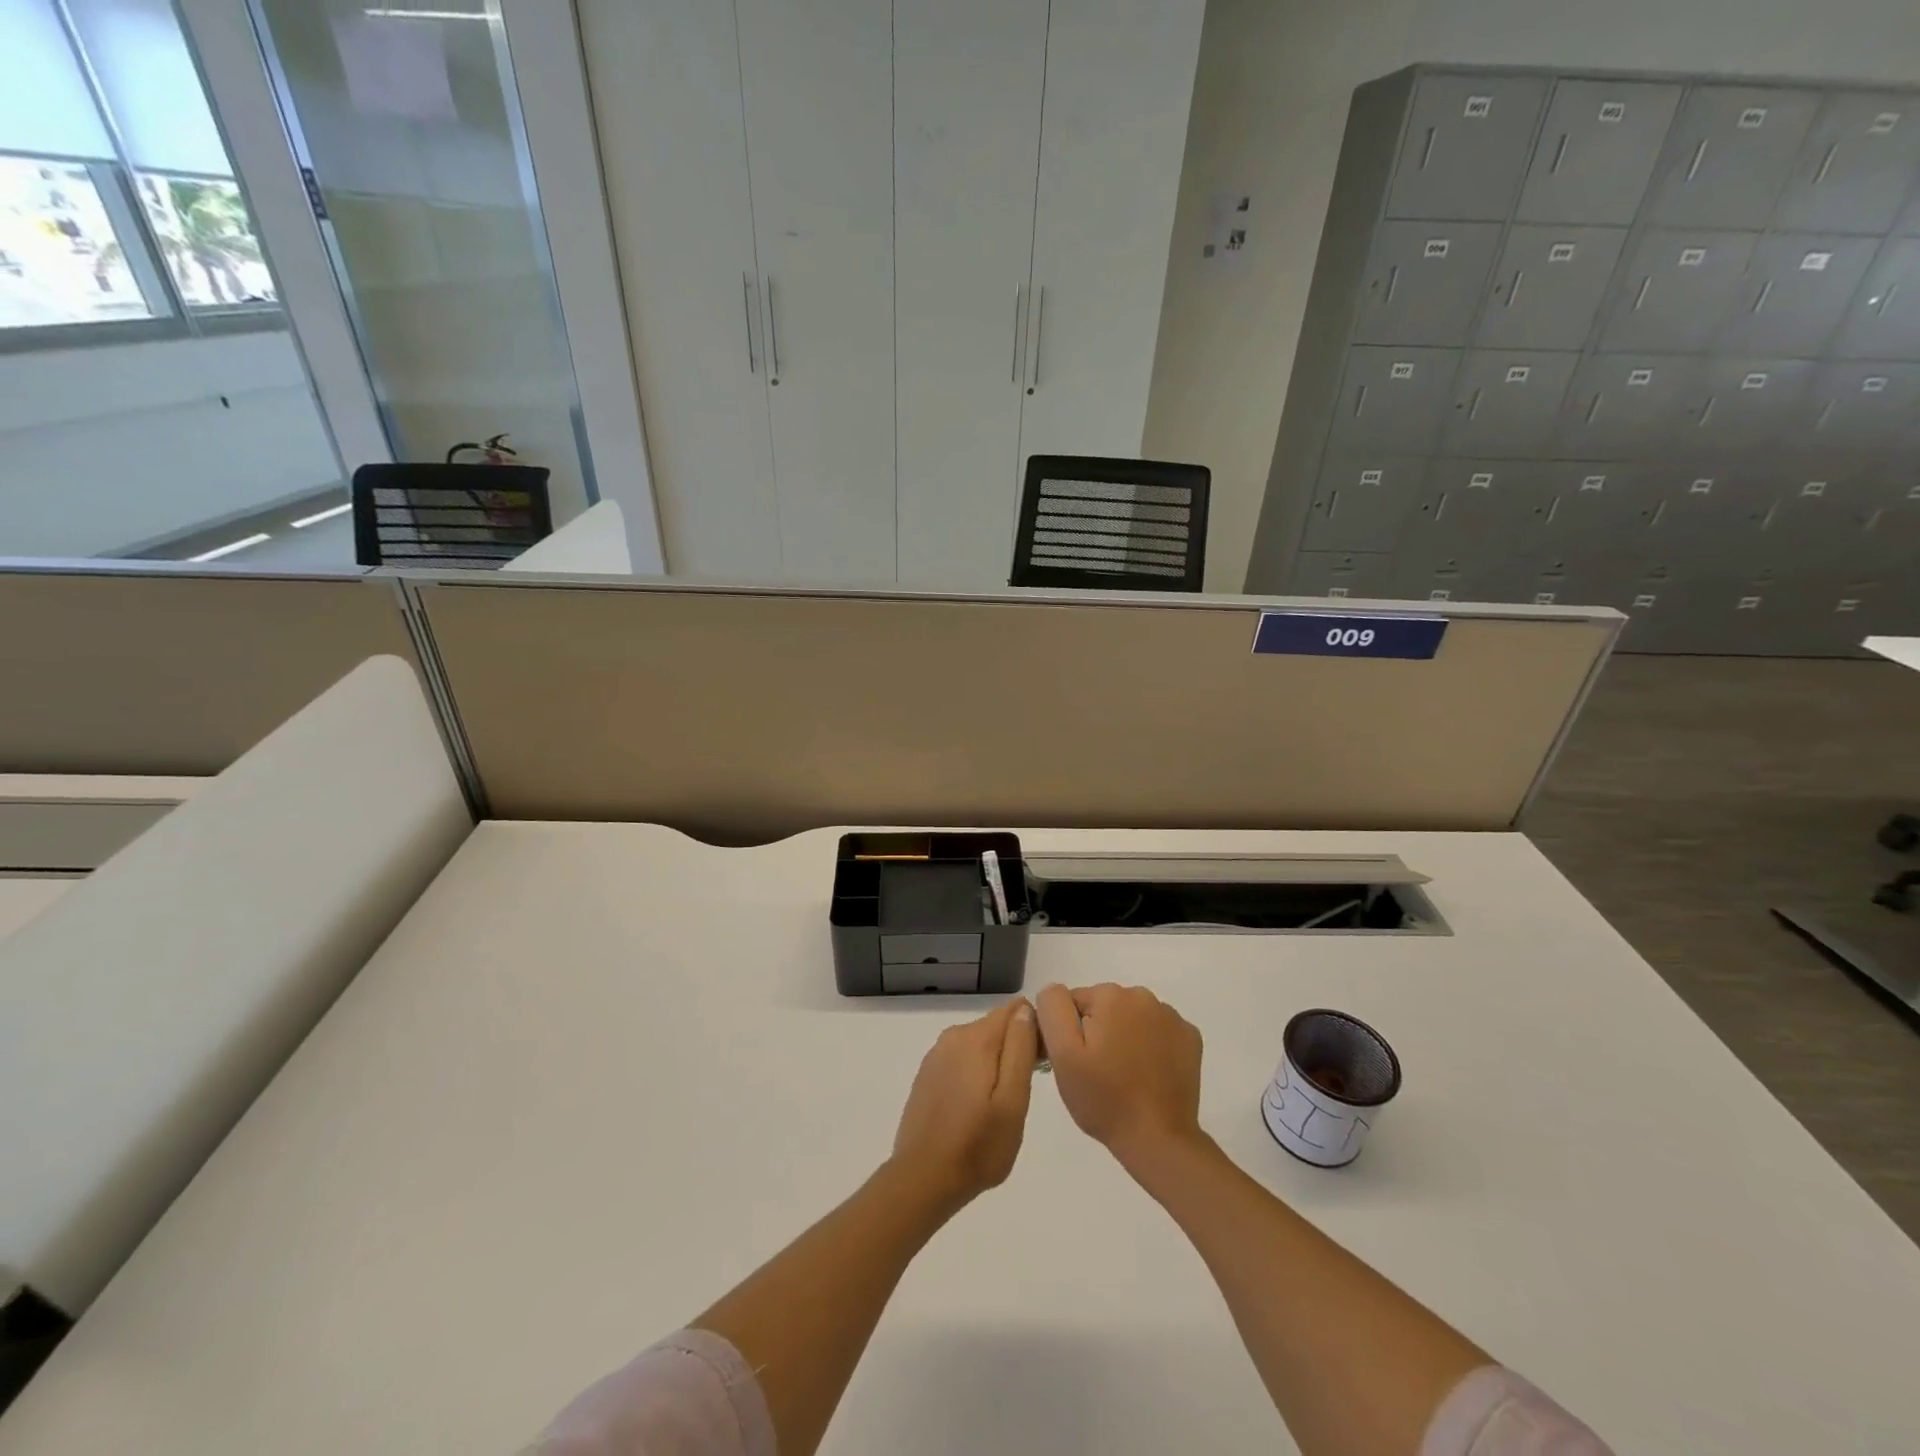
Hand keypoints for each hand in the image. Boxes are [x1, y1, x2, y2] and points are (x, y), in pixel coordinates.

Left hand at [889, 998, 1038, 1211]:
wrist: (923, 1179)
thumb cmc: (978, 1145)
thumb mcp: (1013, 1100)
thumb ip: (1020, 1049)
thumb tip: (1026, 1009)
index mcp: (976, 1038)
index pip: (1016, 1010)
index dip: (1035, 1031)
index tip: (1041, 1065)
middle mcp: (953, 1036)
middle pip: (997, 1026)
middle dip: (1015, 1048)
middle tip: (1023, 1093)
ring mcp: (936, 1055)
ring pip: (979, 1045)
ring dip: (996, 1064)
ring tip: (1001, 1106)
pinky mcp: (927, 1075)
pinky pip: (961, 1061)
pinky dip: (975, 1075)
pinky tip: (976, 1109)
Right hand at [1035, 983, 1203, 1167]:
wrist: (1158, 1139)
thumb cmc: (1105, 1098)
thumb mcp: (1063, 1054)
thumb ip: (1053, 1009)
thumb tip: (1055, 990)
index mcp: (1110, 995)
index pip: (1073, 1002)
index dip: (1070, 1032)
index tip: (1076, 1062)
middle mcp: (1143, 995)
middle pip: (1104, 1007)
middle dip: (1097, 1032)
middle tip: (1097, 1072)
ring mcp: (1171, 1016)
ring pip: (1131, 1018)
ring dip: (1123, 1037)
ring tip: (1123, 1076)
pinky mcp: (1190, 1037)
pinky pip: (1158, 1031)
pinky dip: (1151, 1046)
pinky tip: (1148, 1074)